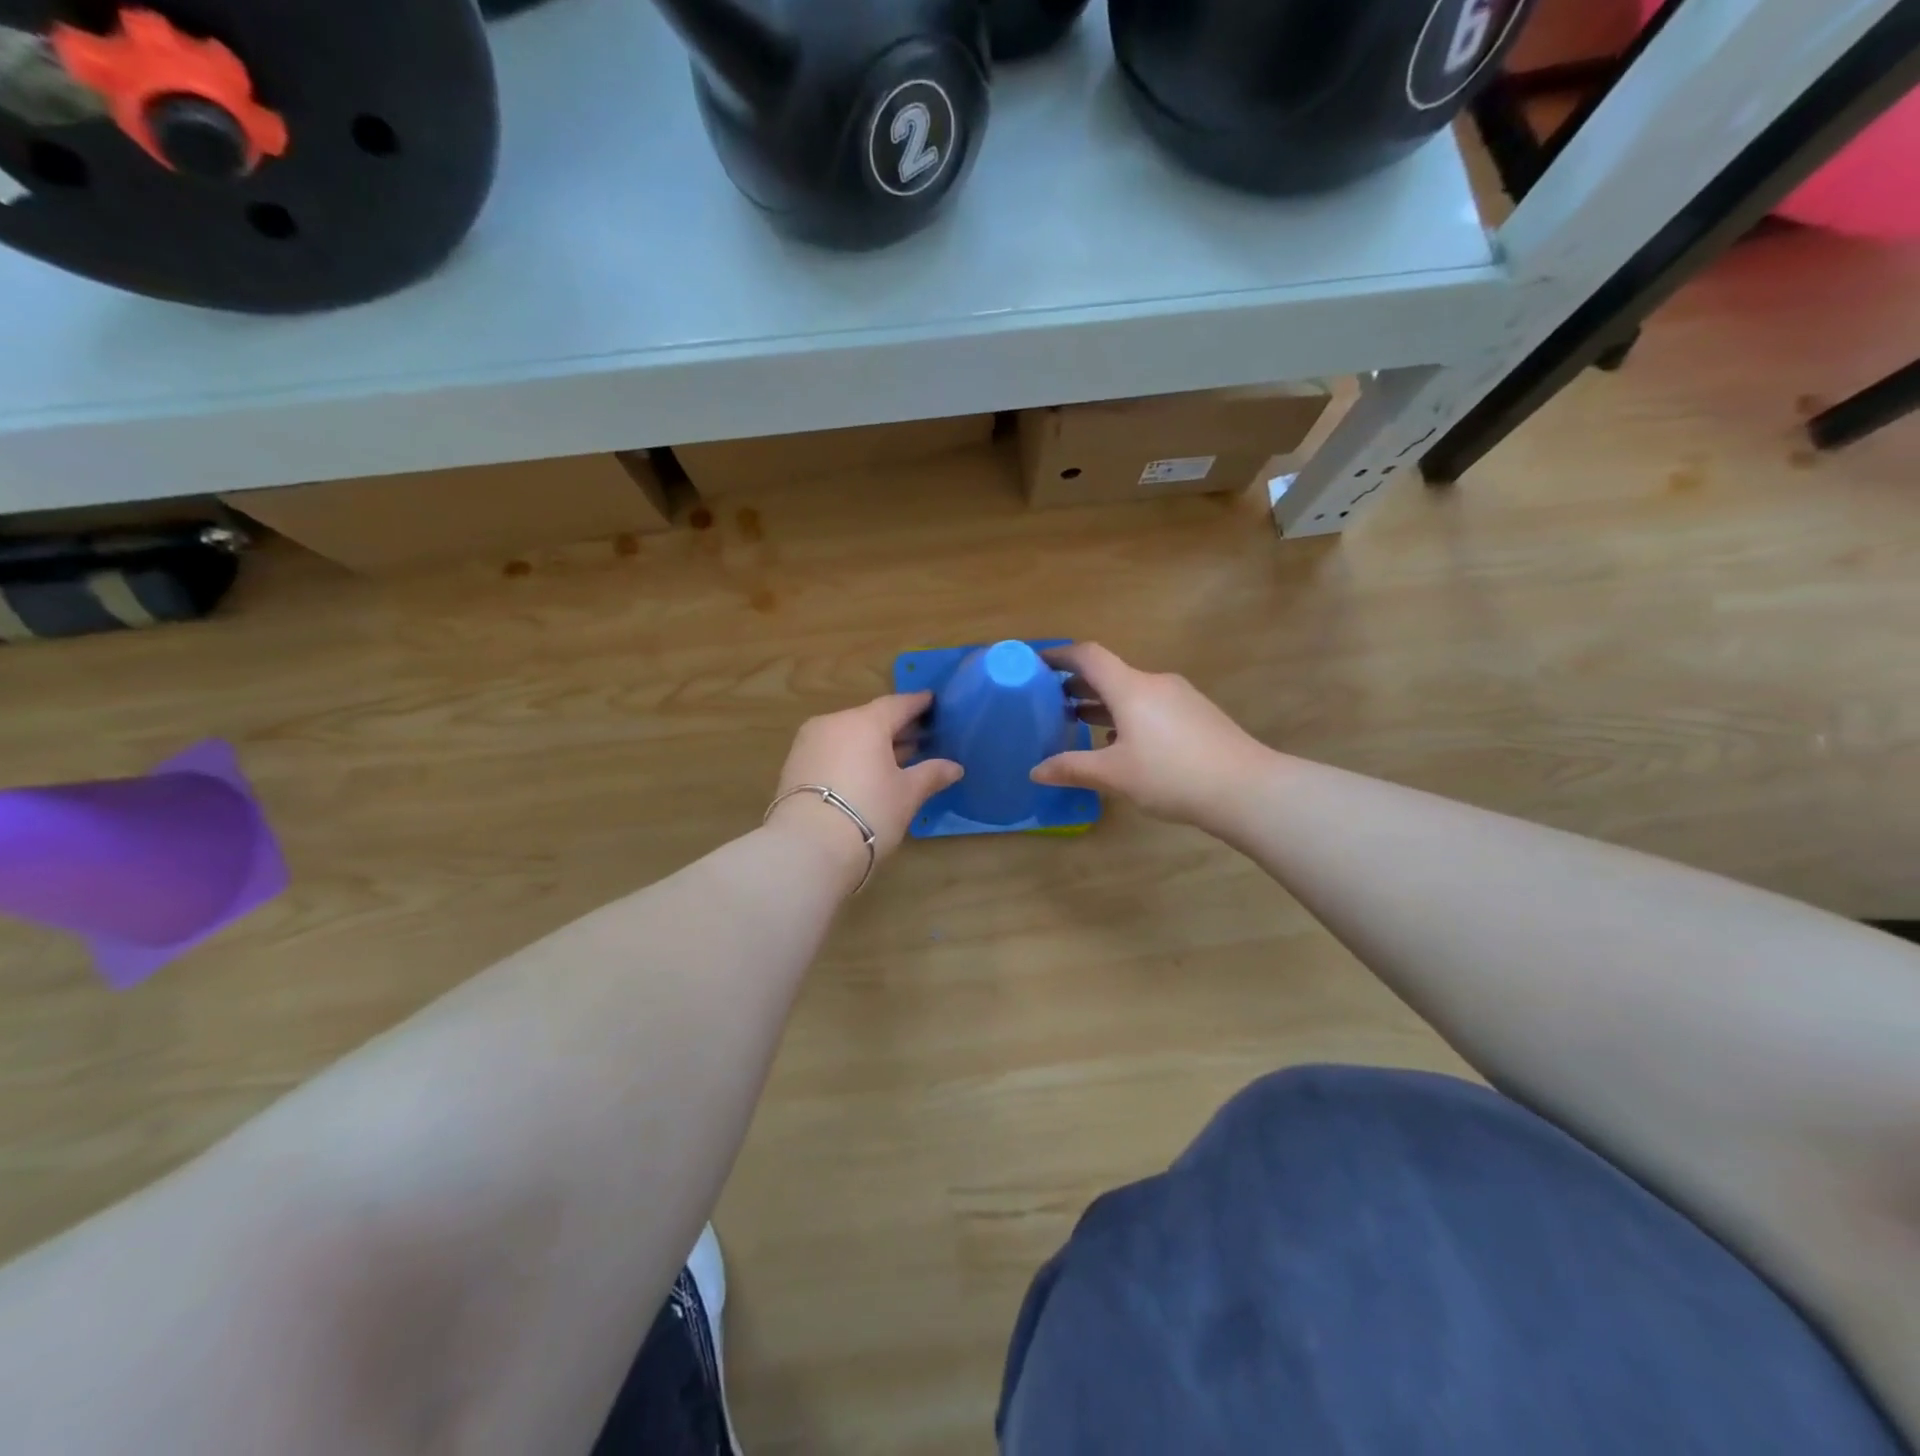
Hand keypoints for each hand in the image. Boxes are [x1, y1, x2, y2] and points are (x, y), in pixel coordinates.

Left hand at [765, 691, 962, 888]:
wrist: (807, 847)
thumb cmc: (869, 812)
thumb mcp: (907, 795)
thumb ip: (931, 774)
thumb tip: (955, 767)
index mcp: (865, 722)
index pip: (898, 704)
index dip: (918, 704)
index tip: (933, 703)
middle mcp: (834, 723)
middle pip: (871, 719)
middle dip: (896, 728)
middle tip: (921, 737)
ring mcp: (809, 743)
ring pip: (849, 735)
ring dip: (872, 744)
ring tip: (896, 759)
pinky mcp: (794, 765)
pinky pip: (831, 750)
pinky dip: (851, 756)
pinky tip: (866, 774)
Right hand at [1030, 643, 1273, 832]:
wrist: (1247, 789)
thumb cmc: (1172, 775)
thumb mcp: (1115, 775)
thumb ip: (1072, 768)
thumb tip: (1035, 771)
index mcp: (1131, 688)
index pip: (1089, 656)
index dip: (1060, 655)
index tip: (1036, 662)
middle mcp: (1155, 683)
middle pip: (1110, 674)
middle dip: (1078, 684)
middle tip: (1049, 699)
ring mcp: (1180, 698)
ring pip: (1132, 691)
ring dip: (1103, 702)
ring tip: (1077, 720)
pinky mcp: (1197, 715)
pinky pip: (1151, 705)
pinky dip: (1127, 715)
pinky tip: (1121, 742)